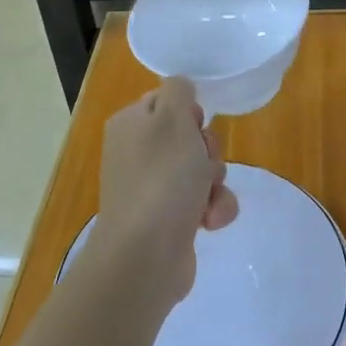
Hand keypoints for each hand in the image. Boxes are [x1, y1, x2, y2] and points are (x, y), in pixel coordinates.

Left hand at [96, 78, 238, 306]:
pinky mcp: (169, 220)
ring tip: (207, 198)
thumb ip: (179, 91)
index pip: (167, 100)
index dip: (190, 111)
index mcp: (131, 124)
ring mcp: (153, 189)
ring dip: (215, 182)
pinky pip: (204, 201)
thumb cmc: (161, 178)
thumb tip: (180, 89)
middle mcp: (137, 154)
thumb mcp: (172, 118)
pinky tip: (209, 221)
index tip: (196, 125)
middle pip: (190, 135)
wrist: (146, 256)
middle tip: (202, 163)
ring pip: (202, 169)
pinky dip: (213, 208)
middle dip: (208, 150)